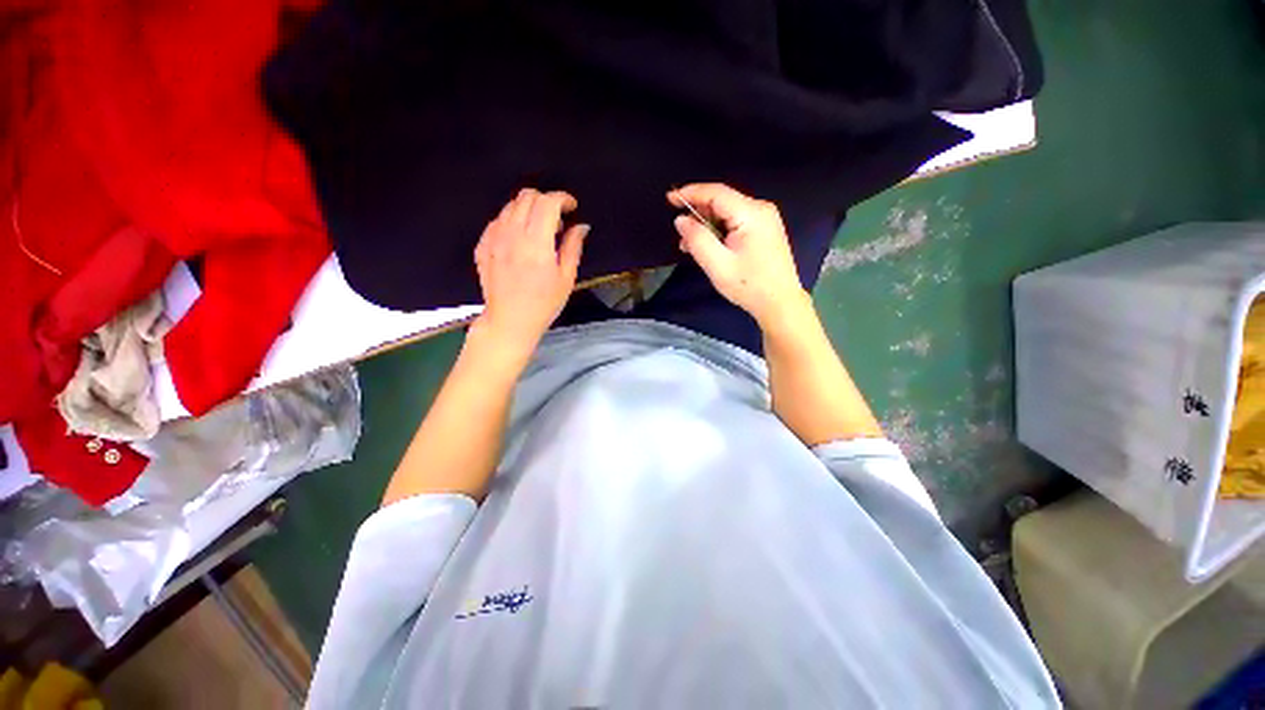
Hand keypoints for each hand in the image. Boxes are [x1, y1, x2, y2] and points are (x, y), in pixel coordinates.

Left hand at [473, 188, 588, 355]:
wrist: (509, 321)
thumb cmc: (543, 304)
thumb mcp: (566, 278)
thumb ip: (573, 247)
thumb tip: (581, 226)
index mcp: (536, 243)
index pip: (547, 203)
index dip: (562, 198)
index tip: (571, 207)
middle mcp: (512, 234)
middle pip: (527, 196)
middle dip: (546, 200)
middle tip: (557, 221)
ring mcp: (493, 239)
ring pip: (510, 206)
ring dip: (529, 210)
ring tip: (539, 231)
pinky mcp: (482, 246)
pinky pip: (498, 220)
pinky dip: (512, 221)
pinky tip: (520, 240)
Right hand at [668, 184, 810, 325]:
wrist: (780, 303)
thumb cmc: (749, 286)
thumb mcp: (717, 265)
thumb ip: (697, 239)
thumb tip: (681, 220)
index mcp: (751, 213)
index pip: (716, 193)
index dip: (690, 193)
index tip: (670, 198)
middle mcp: (760, 209)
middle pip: (722, 202)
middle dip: (698, 214)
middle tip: (681, 235)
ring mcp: (765, 219)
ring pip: (727, 213)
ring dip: (707, 225)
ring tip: (690, 246)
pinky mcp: (764, 230)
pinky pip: (735, 223)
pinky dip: (718, 231)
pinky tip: (708, 246)